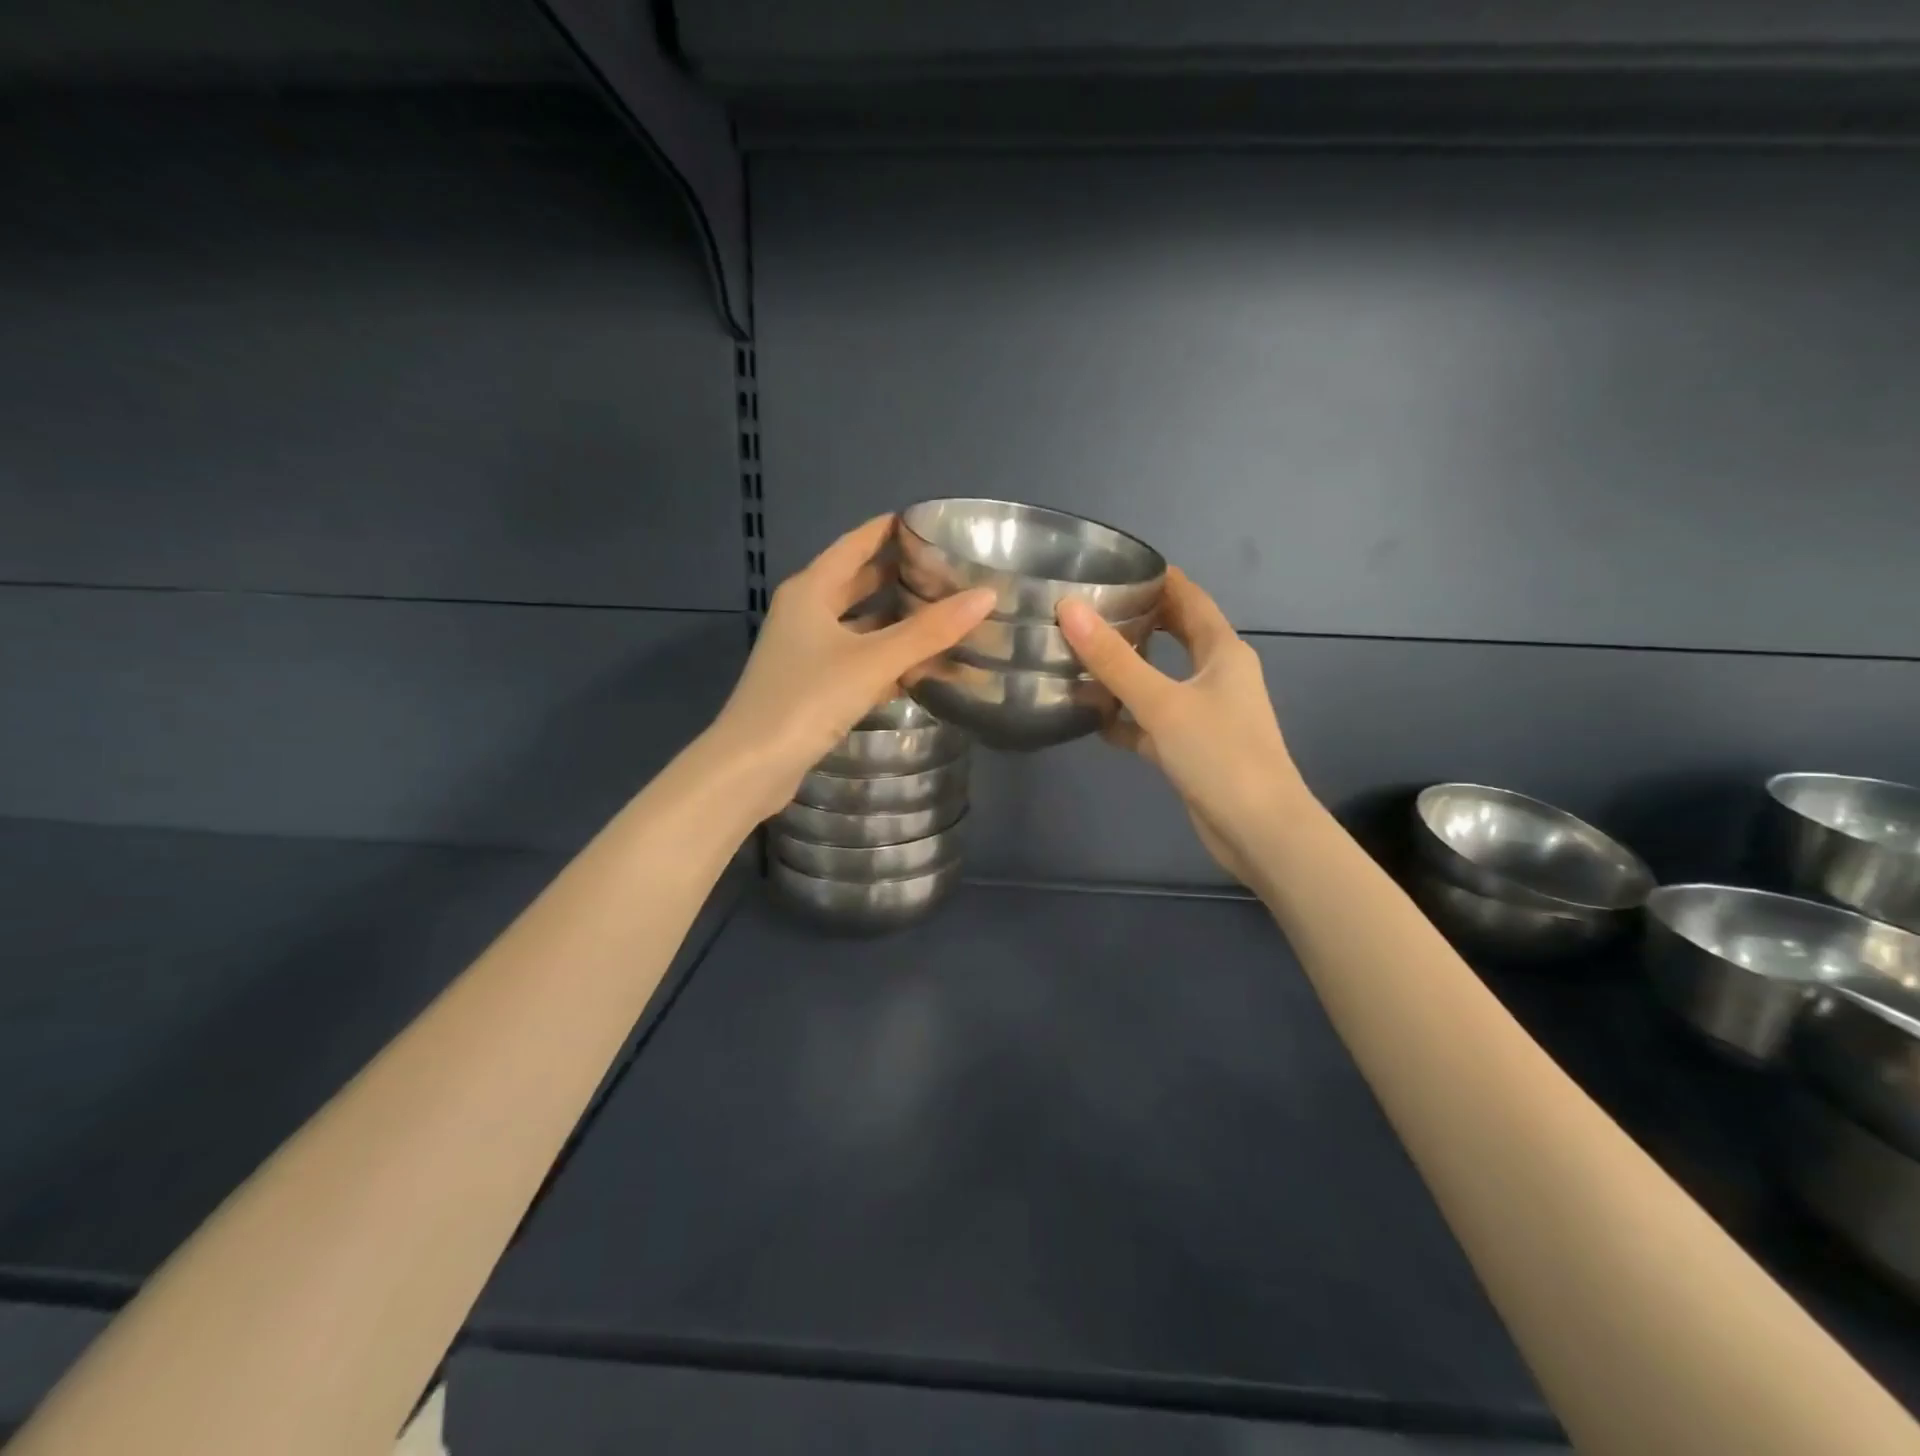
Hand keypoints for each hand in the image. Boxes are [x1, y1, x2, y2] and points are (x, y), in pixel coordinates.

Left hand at [707, 516, 993, 821]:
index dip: (887, 529)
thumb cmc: (808, 698)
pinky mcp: (812, 686)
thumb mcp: (873, 660)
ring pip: (858, 624)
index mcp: (811, 591)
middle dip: (897, 575)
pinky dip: (884, 657)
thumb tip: (986, 595)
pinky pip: (856, 659)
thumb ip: (928, 631)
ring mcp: (805, 651)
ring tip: (941, 612)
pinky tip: (917, 665)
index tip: (928, 521)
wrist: (753, 765)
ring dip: (894, 620)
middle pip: (856, 583)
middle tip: (946, 569)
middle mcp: (805, 613)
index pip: (854, 545)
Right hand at [1059, 569, 1310, 883]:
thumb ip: (1114, 659)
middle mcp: (1218, 675)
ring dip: (1129, 669)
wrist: (1258, 830)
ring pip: (1162, 678)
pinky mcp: (1192, 747)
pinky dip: (1128, 717)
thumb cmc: (1219, 754)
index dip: (1159, 578)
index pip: (1190, 598)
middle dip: (1139, 619)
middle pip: (1177, 634)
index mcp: (1223, 651)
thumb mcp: (1162, 702)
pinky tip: (1094, 719)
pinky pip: (1154, 720)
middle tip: (1091, 608)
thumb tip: (1070, 609)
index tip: (1117, 565)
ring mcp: (1206, 713)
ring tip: (1082, 655)